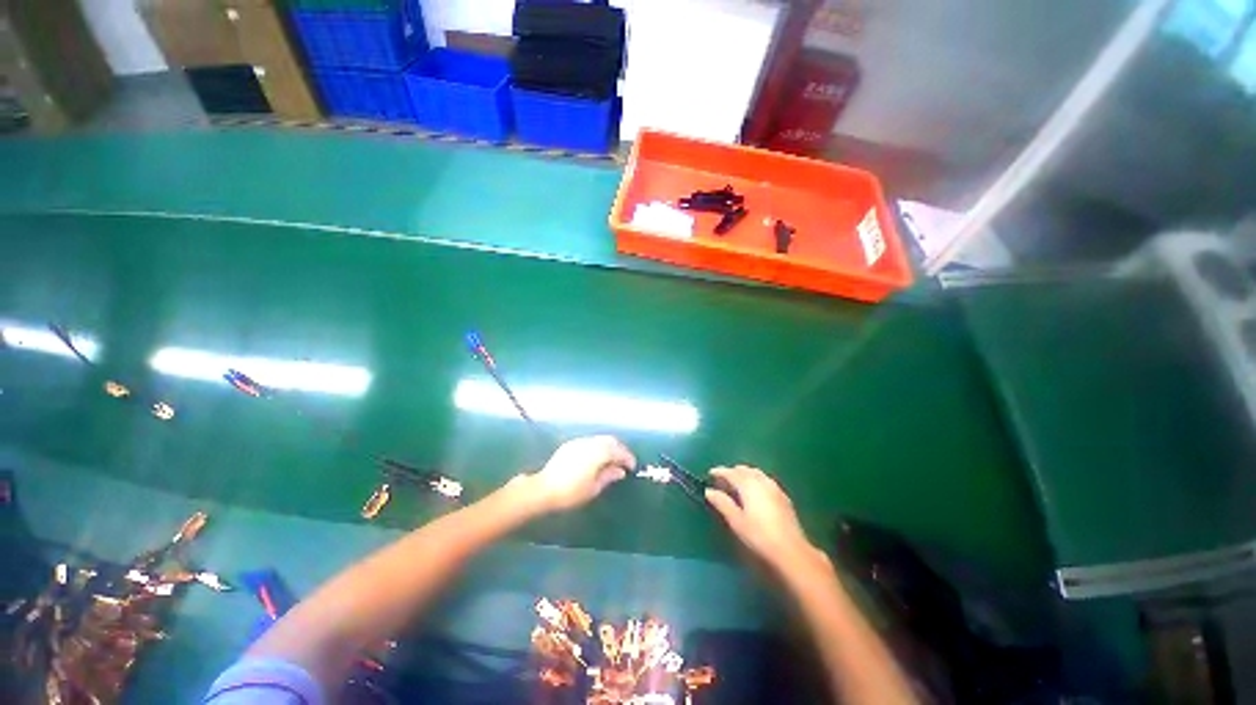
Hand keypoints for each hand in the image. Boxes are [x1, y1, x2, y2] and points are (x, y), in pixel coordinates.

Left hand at [527, 436, 634, 512]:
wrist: (543, 489)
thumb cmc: (571, 492)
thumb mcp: (593, 488)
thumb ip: (609, 476)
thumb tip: (620, 471)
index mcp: (598, 453)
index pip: (619, 451)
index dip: (628, 457)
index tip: (632, 467)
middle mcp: (590, 443)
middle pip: (610, 440)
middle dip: (619, 449)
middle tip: (624, 462)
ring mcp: (579, 442)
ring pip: (600, 439)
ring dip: (609, 447)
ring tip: (611, 461)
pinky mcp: (570, 444)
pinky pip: (589, 441)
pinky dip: (598, 447)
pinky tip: (596, 458)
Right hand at [705, 465, 825, 576]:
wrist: (791, 550)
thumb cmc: (759, 536)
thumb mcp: (736, 521)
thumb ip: (722, 503)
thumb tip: (709, 491)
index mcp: (748, 485)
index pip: (730, 472)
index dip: (719, 471)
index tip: (710, 474)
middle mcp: (762, 481)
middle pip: (744, 469)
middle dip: (732, 472)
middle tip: (722, 480)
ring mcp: (774, 487)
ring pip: (756, 473)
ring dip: (744, 474)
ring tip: (736, 484)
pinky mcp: (783, 496)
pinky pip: (765, 480)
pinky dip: (755, 480)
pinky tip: (754, 491)